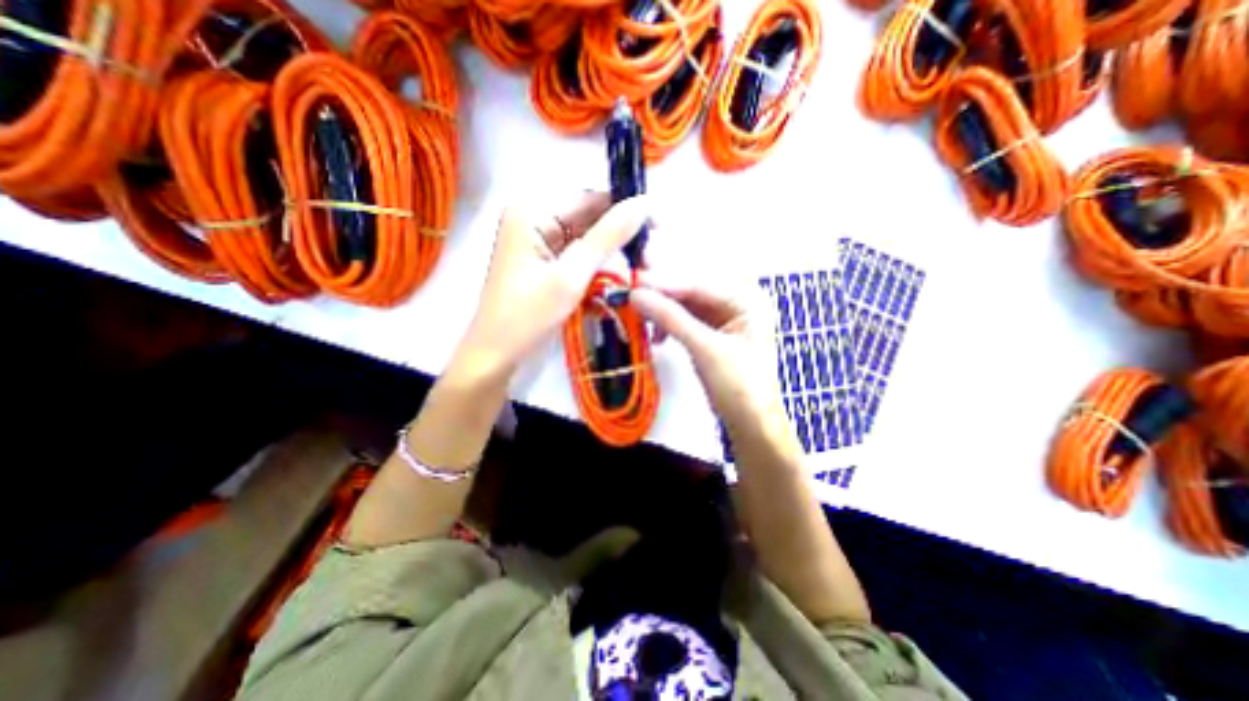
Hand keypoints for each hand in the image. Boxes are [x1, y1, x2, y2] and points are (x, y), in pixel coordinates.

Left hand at [460, 192, 654, 377]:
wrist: (496, 358)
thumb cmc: (527, 318)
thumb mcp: (571, 276)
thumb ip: (608, 237)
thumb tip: (645, 202)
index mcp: (533, 210)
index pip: (591, 197)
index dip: (627, 208)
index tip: (660, 229)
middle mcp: (535, 217)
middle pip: (590, 216)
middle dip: (622, 235)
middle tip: (652, 258)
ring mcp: (539, 241)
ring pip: (588, 237)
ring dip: (614, 253)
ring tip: (642, 269)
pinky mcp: (544, 262)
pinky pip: (579, 254)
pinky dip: (599, 266)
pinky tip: (619, 278)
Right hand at [634, 273, 777, 426]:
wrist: (750, 424)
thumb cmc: (739, 386)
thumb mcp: (705, 349)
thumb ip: (671, 318)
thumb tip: (636, 294)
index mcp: (746, 300)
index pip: (699, 285)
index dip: (665, 283)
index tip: (635, 282)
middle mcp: (736, 304)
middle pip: (691, 292)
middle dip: (662, 294)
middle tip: (631, 291)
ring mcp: (724, 320)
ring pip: (685, 307)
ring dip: (662, 311)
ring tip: (639, 315)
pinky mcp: (712, 336)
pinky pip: (685, 322)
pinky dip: (669, 326)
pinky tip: (656, 335)